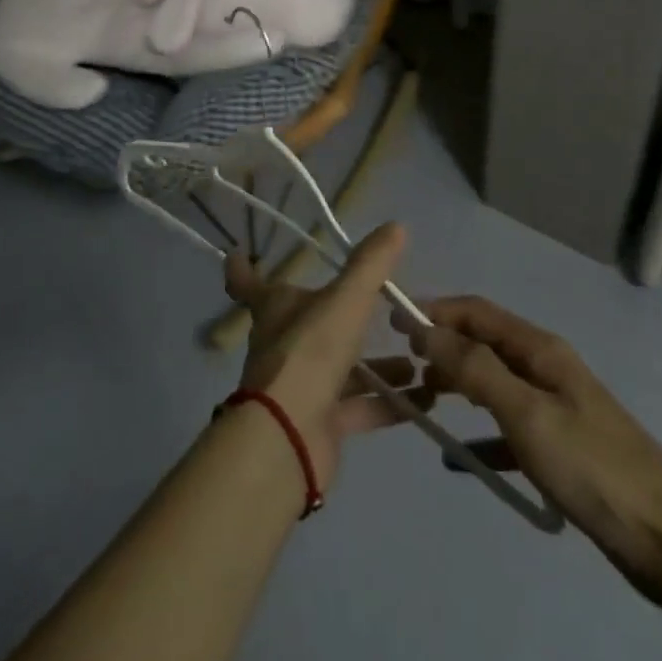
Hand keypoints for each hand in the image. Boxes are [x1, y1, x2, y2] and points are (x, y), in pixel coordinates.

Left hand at [223, 224, 424, 491]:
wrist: (290, 435)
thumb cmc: (310, 351)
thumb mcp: (346, 299)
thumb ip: (371, 264)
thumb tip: (396, 225)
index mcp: (277, 308)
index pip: (250, 283)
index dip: (243, 268)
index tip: (237, 254)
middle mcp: (284, 344)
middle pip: (308, 325)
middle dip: (341, 318)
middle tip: (380, 308)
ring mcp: (301, 386)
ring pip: (342, 370)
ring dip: (378, 366)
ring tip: (416, 358)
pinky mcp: (321, 424)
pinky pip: (360, 408)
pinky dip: (390, 404)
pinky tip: (425, 400)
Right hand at [397, 295, 661, 603]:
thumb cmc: (592, 467)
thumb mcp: (527, 413)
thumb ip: (475, 369)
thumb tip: (426, 329)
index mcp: (539, 349)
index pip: (476, 311)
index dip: (435, 311)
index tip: (394, 322)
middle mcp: (546, 368)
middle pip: (483, 343)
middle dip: (442, 347)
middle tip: (402, 366)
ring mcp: (555, 408)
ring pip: (494, 383)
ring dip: (458, 386)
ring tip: (422, 403)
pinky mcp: (562, 448)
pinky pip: (508, 430)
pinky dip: (482, 437)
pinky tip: (460, 461)